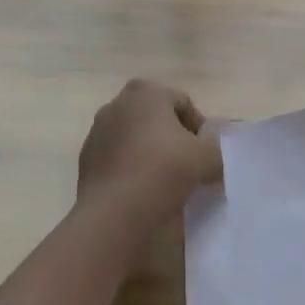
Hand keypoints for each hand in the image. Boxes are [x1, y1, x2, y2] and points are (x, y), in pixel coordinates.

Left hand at [73, 78, 220, 232]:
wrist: (113, 212)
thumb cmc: (162, 171)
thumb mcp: (206, 159)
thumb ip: (217, 151)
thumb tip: (215, 156)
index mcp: (146, 92)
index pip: (183, 103)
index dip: (199, 128)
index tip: (204, 153)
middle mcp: (118, 103)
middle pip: (157, 117)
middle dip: (173, 136)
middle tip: (188, 164)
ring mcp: (97, 130)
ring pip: (135, 136)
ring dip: (151, 151)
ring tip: (165, 180)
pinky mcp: (86, 158)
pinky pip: (118, 156)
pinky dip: (131, 166)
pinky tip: (141, 190)